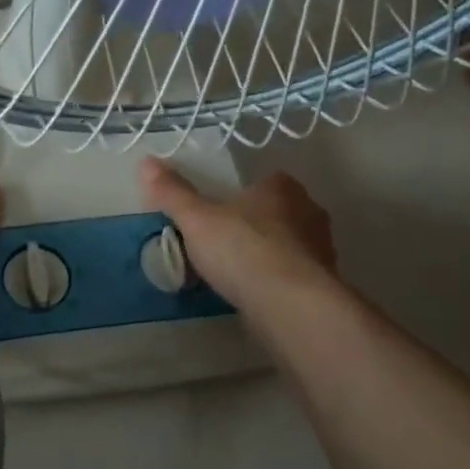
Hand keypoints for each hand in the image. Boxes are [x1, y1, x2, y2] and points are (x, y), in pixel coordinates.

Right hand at [138, 159, 336, 312]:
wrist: (291, 306)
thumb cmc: (243, 249)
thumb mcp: (196, 219)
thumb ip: (172, 193)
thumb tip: (145, 162)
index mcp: (282, 188)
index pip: (266, 181)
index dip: (243, 195)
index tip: (219, 212)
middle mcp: (309, 213)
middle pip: (278, 214)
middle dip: (255, 226)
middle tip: (223, 243)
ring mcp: (321, 252)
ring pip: (289, 247)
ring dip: (268, 257)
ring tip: (235, 275)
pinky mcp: (323, 288)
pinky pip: (293, 279)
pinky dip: (276, 284)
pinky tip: (254, 298)